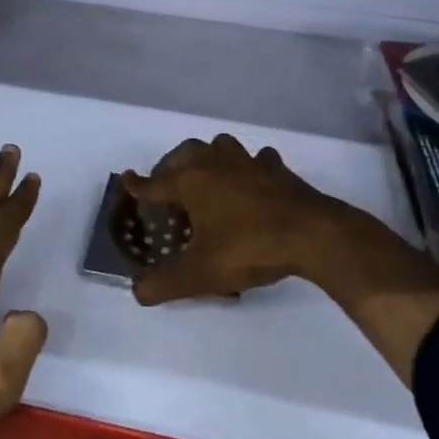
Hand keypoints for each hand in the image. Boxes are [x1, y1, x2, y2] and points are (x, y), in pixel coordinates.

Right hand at [125, 133, 438, 384]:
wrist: (312, 234)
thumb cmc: (249, 247)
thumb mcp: (201, 273)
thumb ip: (165, 283)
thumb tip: (136, 291)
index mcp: (191, 180)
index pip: (154, 183)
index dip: (138, 186)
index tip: (126, 180)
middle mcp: (215, 162)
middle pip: (184, 155)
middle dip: (170, 168)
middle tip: (166, 188)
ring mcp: (248, 161)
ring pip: (220, 147)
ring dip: (208, 158)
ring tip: (206, 178)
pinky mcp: (276, 169)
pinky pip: (255, 160)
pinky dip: (248, 167)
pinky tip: (252, 181)